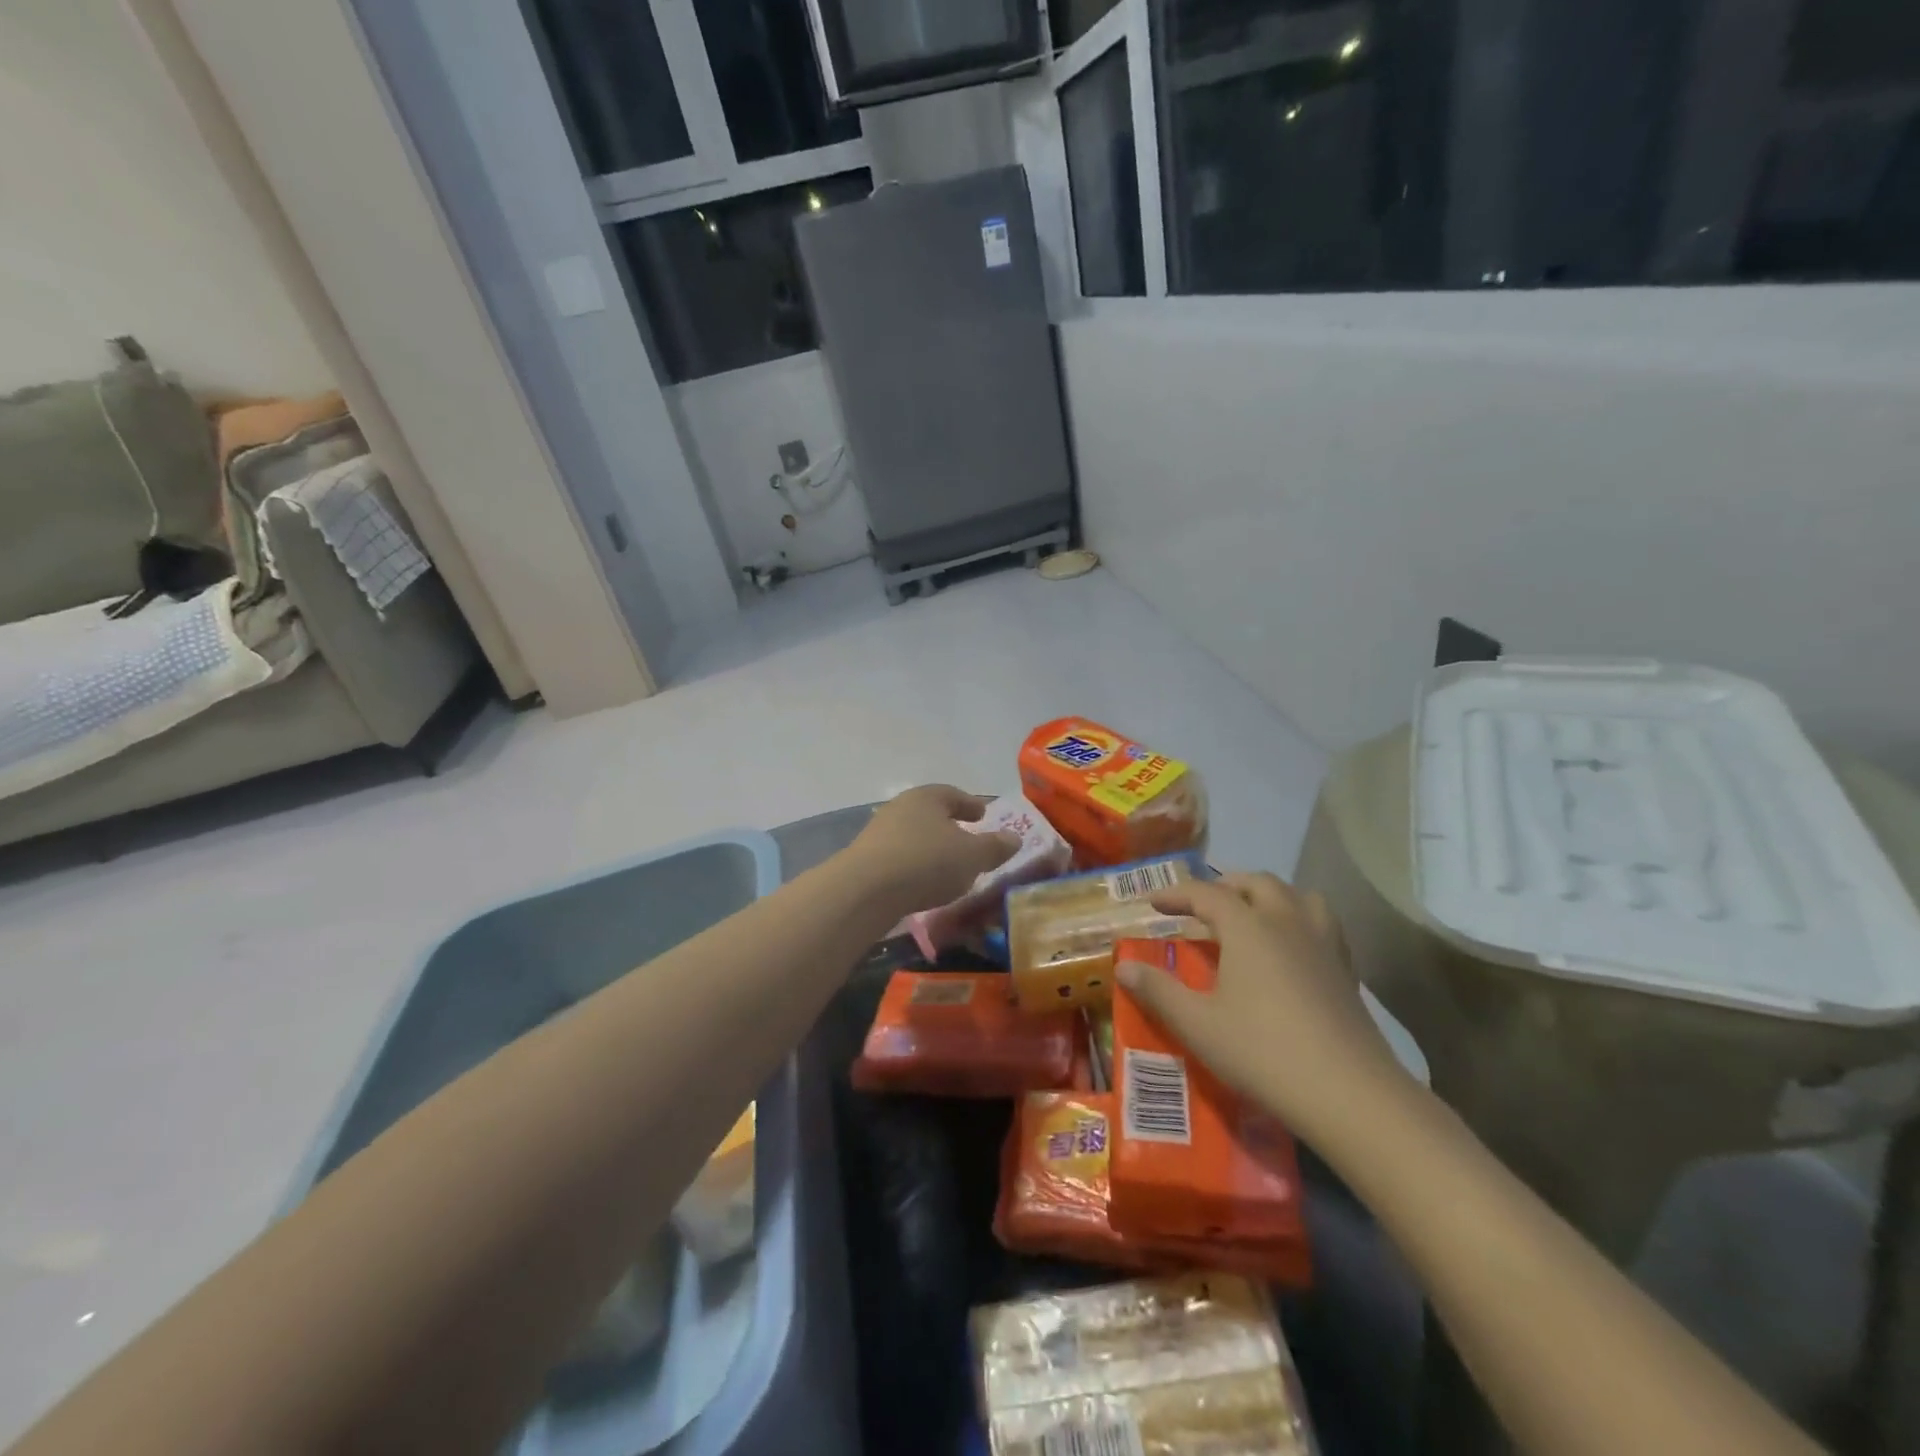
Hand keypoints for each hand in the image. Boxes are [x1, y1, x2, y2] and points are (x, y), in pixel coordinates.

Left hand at [844, 785, 1020, 917]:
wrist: (866, 890)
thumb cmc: (927, 862)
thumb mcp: (972, 856)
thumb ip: (994, 847)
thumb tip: (1014, 837)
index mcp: (927, 797)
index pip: (953, 794)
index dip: (971, 804)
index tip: (983, 815)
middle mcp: (900, 807)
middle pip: (930, 813)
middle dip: (949, 825)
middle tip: (967, 838)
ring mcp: (879, 833)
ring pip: (913, 834)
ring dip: (930, 846)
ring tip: (946, 865)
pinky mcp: (865, 859)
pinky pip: (898, 856)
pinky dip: (914, 864)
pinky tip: (922, 882)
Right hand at [1116, 873, 1412, 1145]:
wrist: (1350, 1094)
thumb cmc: (1263, 1052)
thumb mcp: (1198, 1025)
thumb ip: (1158, 991)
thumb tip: (1123, 966)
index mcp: (1248, 927)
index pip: (1207, 893)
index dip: (1177, 893)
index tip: (1153, 902)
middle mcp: (1287, 922)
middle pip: (1256, 883)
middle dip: (1224, 886)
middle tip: (1201, 906)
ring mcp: (1323, 943)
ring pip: (1296, 896)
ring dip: (1268, 896)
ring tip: (1250, 917)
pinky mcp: (1346, 970)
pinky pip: (1320, 923)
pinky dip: (1297, 920)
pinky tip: (1289, 951)